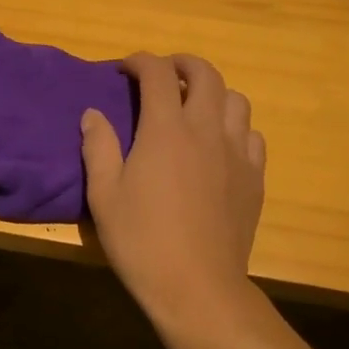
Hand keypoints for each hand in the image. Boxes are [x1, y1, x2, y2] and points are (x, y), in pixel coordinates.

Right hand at [80, 53, 265, 318]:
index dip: (140, 62)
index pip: (158, 74)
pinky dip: (235, 127)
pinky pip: (252, 135)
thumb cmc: (142, 241)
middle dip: (183, 64)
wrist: (198, 287)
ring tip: (195, 106)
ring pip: (236, 100)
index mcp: (166, 129)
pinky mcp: (255, 178)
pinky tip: (221, 145)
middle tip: (165, 73)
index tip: (125, 69)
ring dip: (214, 93)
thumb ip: (98, 147)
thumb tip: (93, 113)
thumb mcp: (104, 195)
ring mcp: (237, 153)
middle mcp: (206, 130)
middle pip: (206, 74)